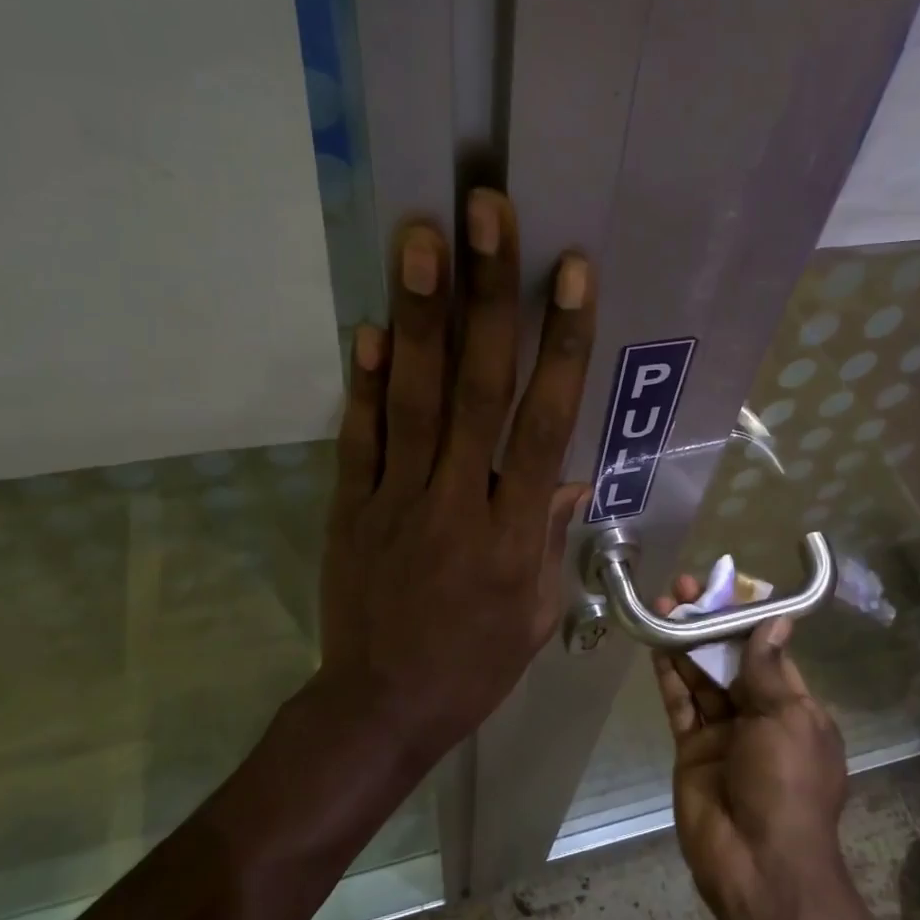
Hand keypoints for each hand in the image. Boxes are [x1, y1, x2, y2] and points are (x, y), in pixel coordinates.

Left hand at [318, 190, 595, 761]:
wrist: (383, 707)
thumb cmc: (475, 665)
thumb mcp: (538, 613)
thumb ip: (551, 537)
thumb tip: (568, 475)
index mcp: (514, 531)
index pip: (545, 421)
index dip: (560, 342)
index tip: (569, 272)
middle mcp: (458, 500)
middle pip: (478, 387)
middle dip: (487, 295)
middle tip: (487, 212)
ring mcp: (396, 499)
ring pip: (415, 397)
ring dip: (421, 314)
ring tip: (422, 237)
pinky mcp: (350, 508)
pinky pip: (359, 437)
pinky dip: (364, 381)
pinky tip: (369, 325)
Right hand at [652, 578, 848, 912]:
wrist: (758, 863)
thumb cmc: (787, 784)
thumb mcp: (788, 720)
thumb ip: (769, 669)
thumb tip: (775, 620)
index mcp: (793, 709)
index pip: (768, 652)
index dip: (746, 619)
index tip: (725, 586)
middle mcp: (758, 716)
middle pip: (729, 660)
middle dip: (709, 623)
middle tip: (683, 587)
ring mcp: (722, 733)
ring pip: (701, 677)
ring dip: (685, 641)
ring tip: (664, 602)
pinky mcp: (691, 749)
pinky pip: (679, 704)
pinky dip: (669, 674)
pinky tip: (657, 642)